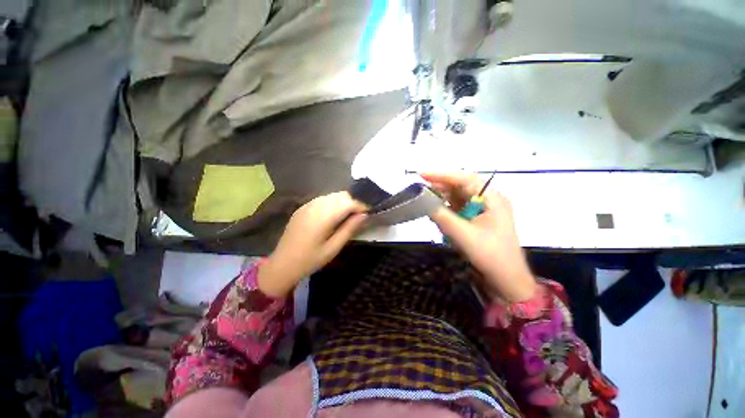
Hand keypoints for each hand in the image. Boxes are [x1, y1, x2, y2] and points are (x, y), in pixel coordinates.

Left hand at [258, 192, 367, 297]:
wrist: (282, 264)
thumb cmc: (310, 260)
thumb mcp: (333, 248)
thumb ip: (349, 229)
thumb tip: (364, 215)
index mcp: (323, 217)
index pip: (348, 203)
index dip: (361, 205)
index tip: (369, 213)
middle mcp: (315, 206)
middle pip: (341, 196)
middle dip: (353, 202)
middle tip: (360, 215)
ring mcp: (307, 205)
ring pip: (332, 196)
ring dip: (344, 202)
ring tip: (349, 215)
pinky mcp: (302, 207)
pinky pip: (322, 199)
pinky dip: (333, 203)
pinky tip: (334, 215)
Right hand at [423, 173, 535, 301]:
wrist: (507, 280)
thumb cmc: (490, 256)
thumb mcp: (463, 235)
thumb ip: (442, 217)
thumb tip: (423, 201)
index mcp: (492, 199)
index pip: (465, 179)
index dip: (443, 176)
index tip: (423, 175)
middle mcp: (489, 200)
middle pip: (461, 186)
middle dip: (441, 188)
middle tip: (422, 190)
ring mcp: (484, 210)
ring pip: (459, 197)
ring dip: (443, 199)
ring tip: (427, 203)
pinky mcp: (478, 219)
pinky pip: (459, 208)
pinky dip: (447, 210)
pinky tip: (438, 214)